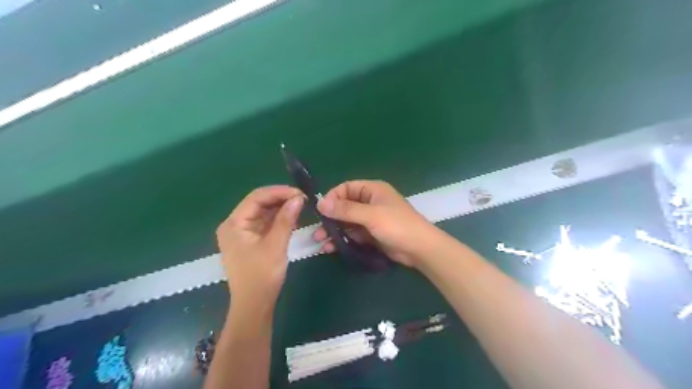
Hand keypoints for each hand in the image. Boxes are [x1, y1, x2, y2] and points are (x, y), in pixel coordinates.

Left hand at [216, 186, 303, 306]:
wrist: (254, 305)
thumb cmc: (261, 276)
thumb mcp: (275, 245)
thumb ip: (286, 219)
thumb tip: (298, 198)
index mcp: (234, 224)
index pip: (256, 198)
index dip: (279, 192)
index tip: (300, 193)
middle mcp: (235, 225)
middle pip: (259, 204)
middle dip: (281, 199)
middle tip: (303, 199)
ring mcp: (242, 233)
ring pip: (263, 213)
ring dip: (281, 209)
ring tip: (301, 206)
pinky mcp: (251, 241)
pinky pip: (265, 224)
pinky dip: (279, 220)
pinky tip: (293, 217)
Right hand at [312, 181, 436, 268]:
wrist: (419, 249)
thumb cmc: (397, 225)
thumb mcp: (371, 215)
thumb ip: (346, 210)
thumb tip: (320, 204)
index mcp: (372, 190)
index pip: (346, 188)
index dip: (332, 198)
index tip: (321, 211)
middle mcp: (370, 202)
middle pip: (344, 206)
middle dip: (330, 218)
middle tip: (317, 231)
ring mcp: (370, 219)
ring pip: (347, 222)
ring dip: (334, 231)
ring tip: (320, 242)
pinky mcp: (371, 234)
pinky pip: (353, 234)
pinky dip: (342, 239)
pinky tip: (331, 248)